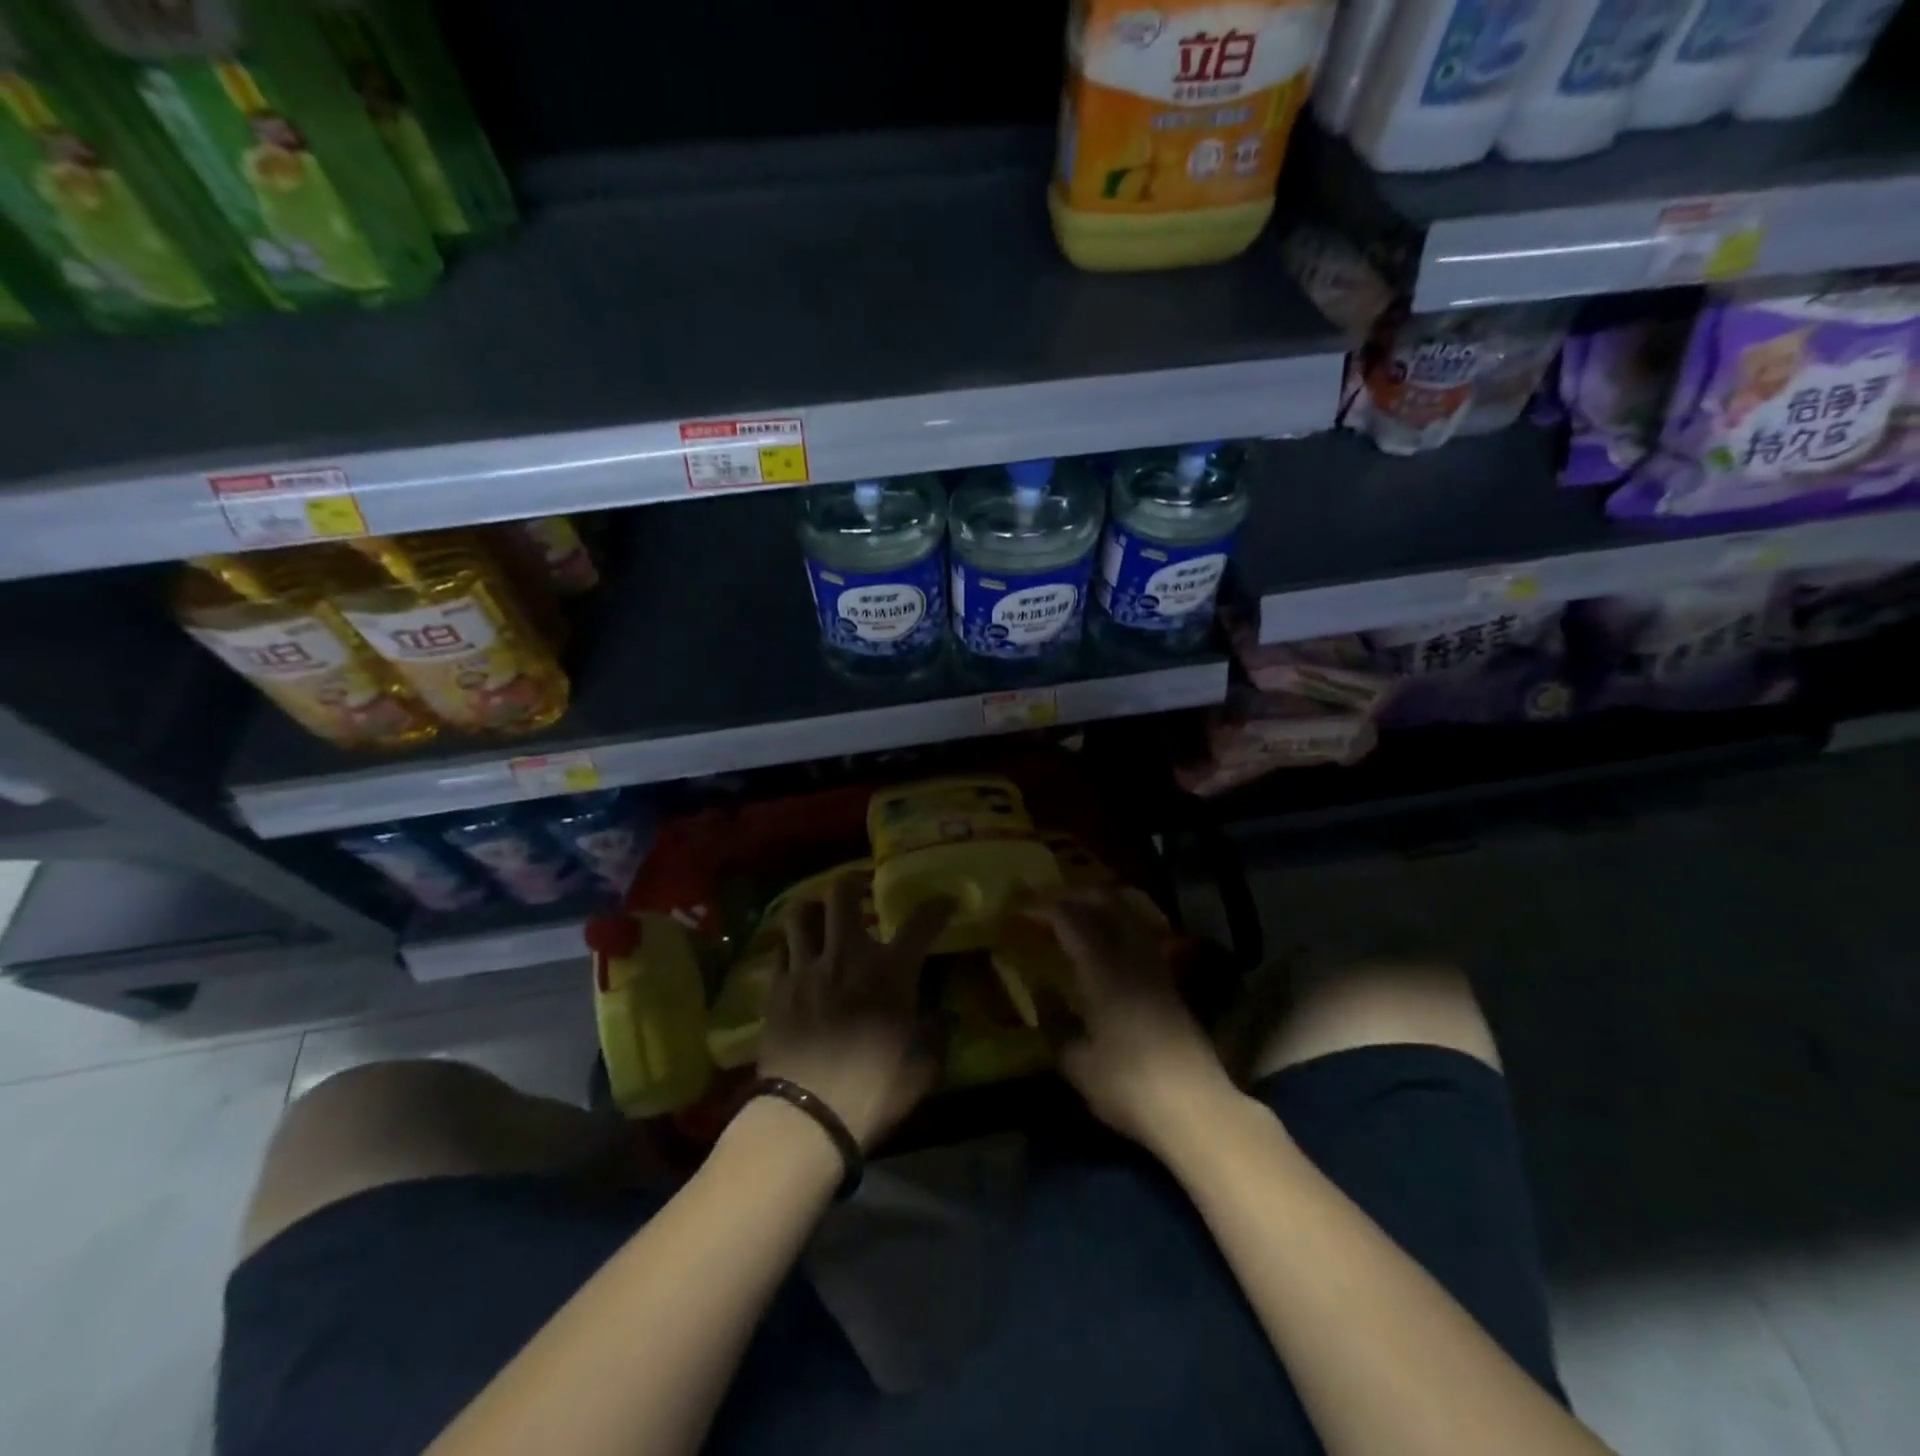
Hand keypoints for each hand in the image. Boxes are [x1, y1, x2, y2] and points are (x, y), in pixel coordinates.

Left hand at [757, 872, 951, 1149]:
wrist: (807, 1116)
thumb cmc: (874, 1090)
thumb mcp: (923, 1068)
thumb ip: (937, 1035)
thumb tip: (945, 1016)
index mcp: (890, 971)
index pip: (921, 923)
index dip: (937, 907)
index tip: (945, 903)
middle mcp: (847, 956)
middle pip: (842, 896)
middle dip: (853, 884)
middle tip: (861, 889)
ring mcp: (806, 969)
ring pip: (800, 914)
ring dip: (813, 908)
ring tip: (821, 915)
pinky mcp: (776, 990)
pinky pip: (780, 951)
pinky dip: (791, 947)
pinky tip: (797, 957)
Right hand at [1038, 891, 1238, 1156]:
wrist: (1195, 1108)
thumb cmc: (1128, 1084)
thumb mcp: (1079, 1065)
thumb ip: (1059, 1033)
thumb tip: (1047, 1013)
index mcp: (1103, 969)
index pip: (1072, 920)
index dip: (1047, 908)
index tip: (1025, 907)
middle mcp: (1132, 958)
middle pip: (1109, 904)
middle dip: (1079, 895)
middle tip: (1052, 902)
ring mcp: (1157, 969)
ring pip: (1131, 917)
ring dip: (1105, 908)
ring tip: (1080, 916)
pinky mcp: (1172, 986)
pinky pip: (1143, 938)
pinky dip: (1123, 929)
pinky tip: (1110, 949)